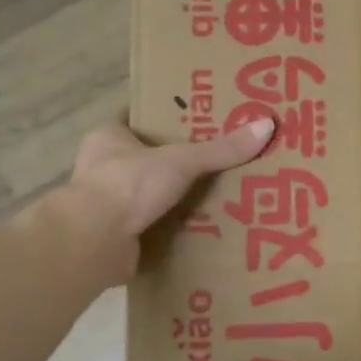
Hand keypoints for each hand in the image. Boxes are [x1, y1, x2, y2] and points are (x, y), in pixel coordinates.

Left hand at [64, 115, 274, 279]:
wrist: (94, 242)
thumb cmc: (128, 185)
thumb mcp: (181, 161)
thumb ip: (221, 149)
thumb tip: (267, 126)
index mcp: (108, 137)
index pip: (138, 119)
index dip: (165, 117)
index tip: (197, 119)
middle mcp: (103, 167)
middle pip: (146, 157)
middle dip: (177, 161)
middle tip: (216, 159)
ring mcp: (107, 203)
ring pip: (148, 193)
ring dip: (175, 196)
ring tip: (216, 194)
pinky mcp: (116, 235)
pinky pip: (151, 225)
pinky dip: (171, 228)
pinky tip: (201, 228)